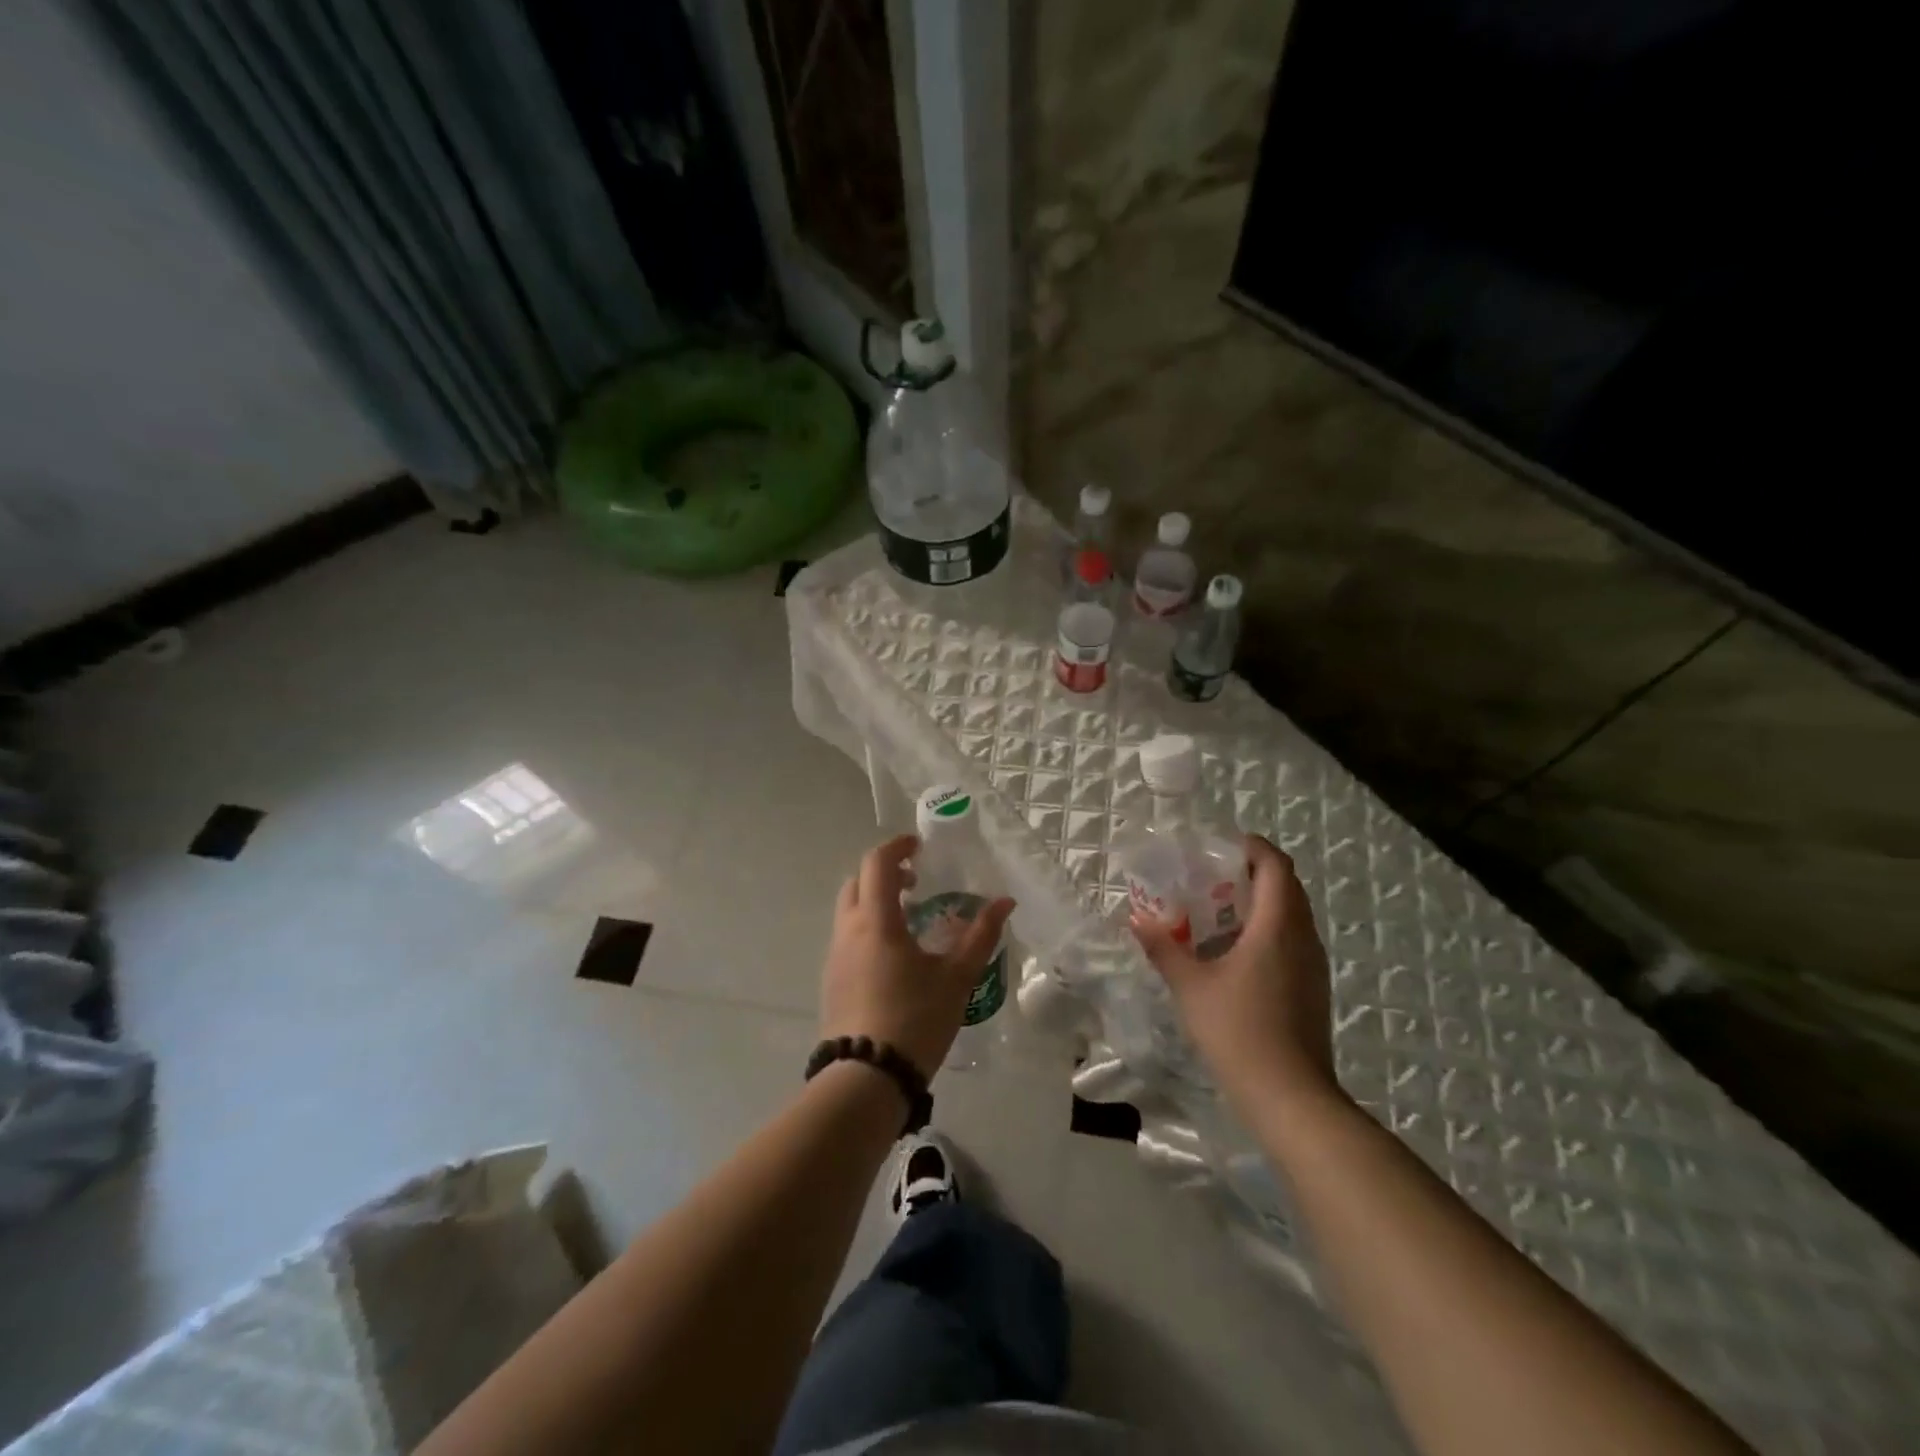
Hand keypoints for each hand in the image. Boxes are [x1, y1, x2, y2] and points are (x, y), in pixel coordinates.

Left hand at [820, 834, 1015, 1079]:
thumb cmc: (915, 1019)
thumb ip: (980, 935)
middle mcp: (848, 930)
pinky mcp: (831, 980)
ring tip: (911, 920)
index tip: (920, 847)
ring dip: (875, 901)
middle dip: (885, 873)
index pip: (877, 863)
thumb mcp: (956, 977)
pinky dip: (868, 928)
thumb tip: (1005, 902)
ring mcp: (835, 956)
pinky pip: (847, 937)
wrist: (866, 1078)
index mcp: (876, 920)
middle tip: (917, 883)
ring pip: (849, 910)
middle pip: (858, 881)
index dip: (897, 847)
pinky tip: (894, 956)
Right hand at [1131, 833, 1340, 1109]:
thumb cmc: (1238, 1031)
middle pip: (1285, 886)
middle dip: (1249, 873)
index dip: (1250, 847)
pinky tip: (1233, 954)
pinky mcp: (1312, 988)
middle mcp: (1303, 937)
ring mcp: (1313, 965)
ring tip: (1215, 912)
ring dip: (1258, 903)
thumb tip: (1138, 919)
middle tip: (1208, 878)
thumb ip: (1164, 947)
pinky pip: (1292, 940)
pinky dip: (1266, 930)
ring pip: (1291, 914)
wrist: (1290, 1097)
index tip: (1217, 847)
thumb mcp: (1190, 986)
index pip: (1275, 865)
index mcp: (1277, 925)